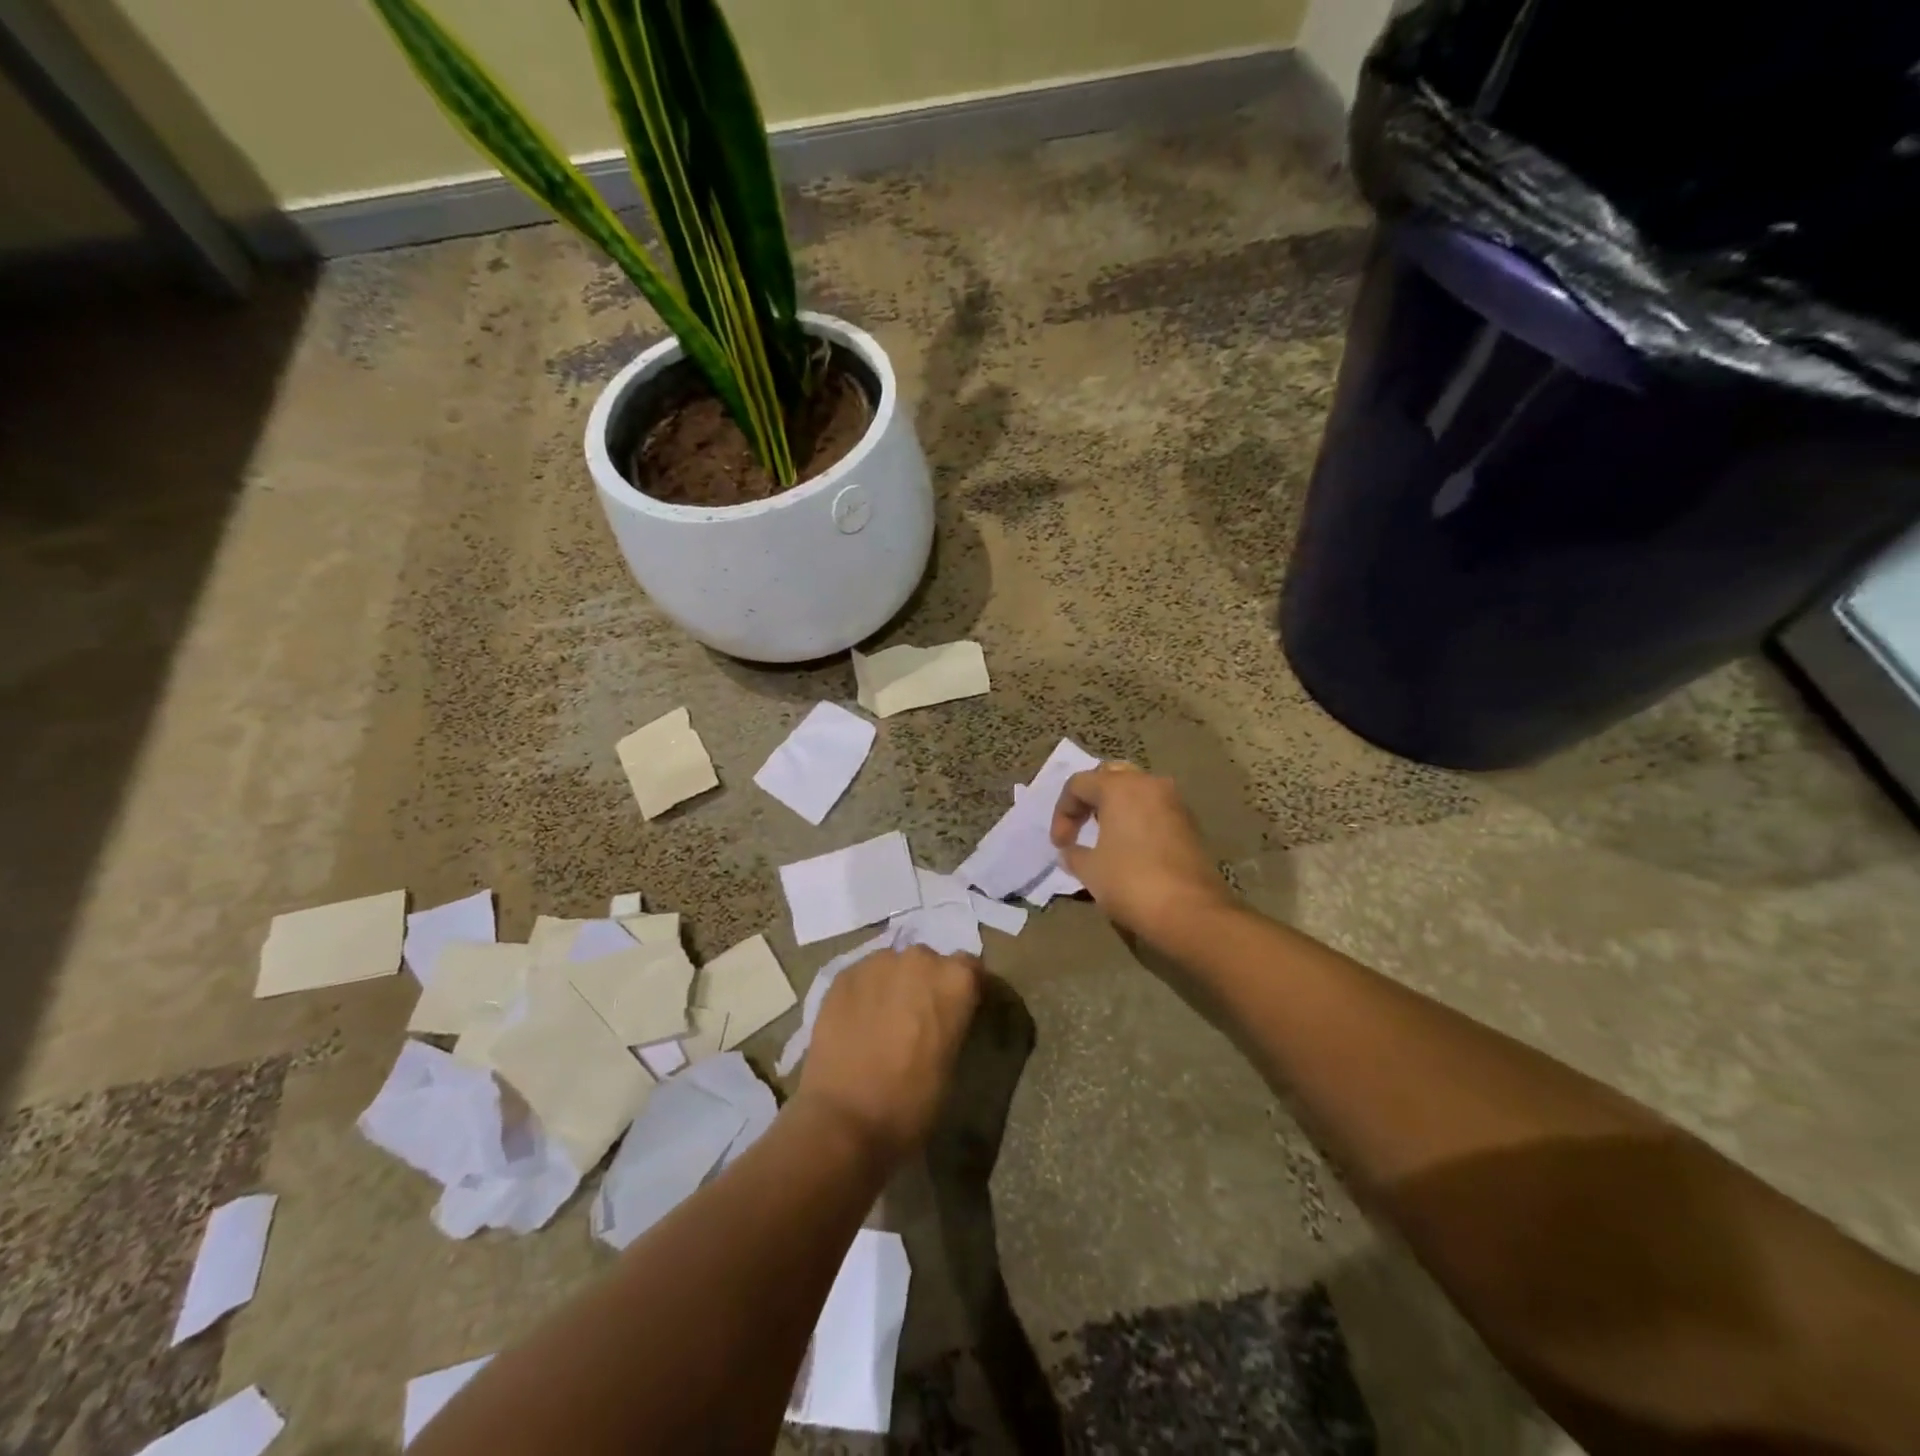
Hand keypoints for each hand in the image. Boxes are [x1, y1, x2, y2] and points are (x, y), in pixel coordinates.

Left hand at [797, 946, 981, 1164]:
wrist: (845, 1119)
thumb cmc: (912, 1101)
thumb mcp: (952, 1062)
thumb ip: (952, 1023)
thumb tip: (941, 1020)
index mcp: (955, 980)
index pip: (970, 969)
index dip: (964, 990)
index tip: (958, 1011)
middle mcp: (919, 959)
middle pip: (928, 963)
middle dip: (925, 984)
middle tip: (917, 1019)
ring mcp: (876, 963)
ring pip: (892, 966)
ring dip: (893, 985)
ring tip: (882, 1021)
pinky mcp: (842, 975)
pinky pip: (862, 977)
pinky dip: (864, 993)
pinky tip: (857, 1023)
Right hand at [1050, 762, 1236, 945]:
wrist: (1190, 912)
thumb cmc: (1131, 882)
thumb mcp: (1089, 869)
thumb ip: (1073, 853)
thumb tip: (1070, 851)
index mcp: (1120, 787)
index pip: (1079, 784)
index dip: (1062, 812)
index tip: (1060, 845)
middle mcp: (1150, 785)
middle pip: (1110, 778)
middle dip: (1090, 800)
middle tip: (1080, 828)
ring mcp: (1175, 803)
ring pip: (1136, 792)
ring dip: (1115, 809)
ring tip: (1103, 838)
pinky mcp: (1190, 825)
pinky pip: (1154, 811)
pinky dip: (1137, 821)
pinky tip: (1129, 849)